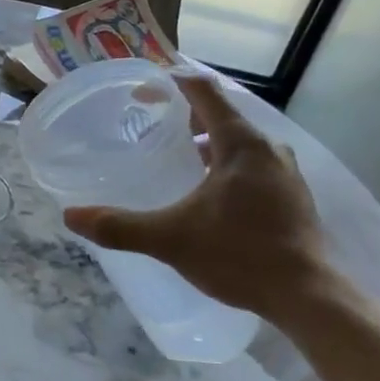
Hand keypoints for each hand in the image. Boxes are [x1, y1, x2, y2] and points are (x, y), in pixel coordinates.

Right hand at [63, 74, 337, 322]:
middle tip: (151, 126)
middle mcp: (268, 149)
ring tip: (177, 158)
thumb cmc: (239, 255)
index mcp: (241, 143)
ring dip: (207, 142)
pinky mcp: (293, 198)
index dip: (171, 82)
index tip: (142, 90)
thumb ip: (120, 226)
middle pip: (222, 115)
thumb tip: (71, 217)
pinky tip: (208, 194)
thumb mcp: (170, 239)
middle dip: (185, 116)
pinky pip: (253, 165)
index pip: (204, 91)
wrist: (308, 297)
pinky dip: (226, 165)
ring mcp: (285, 173)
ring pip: (239, 142)